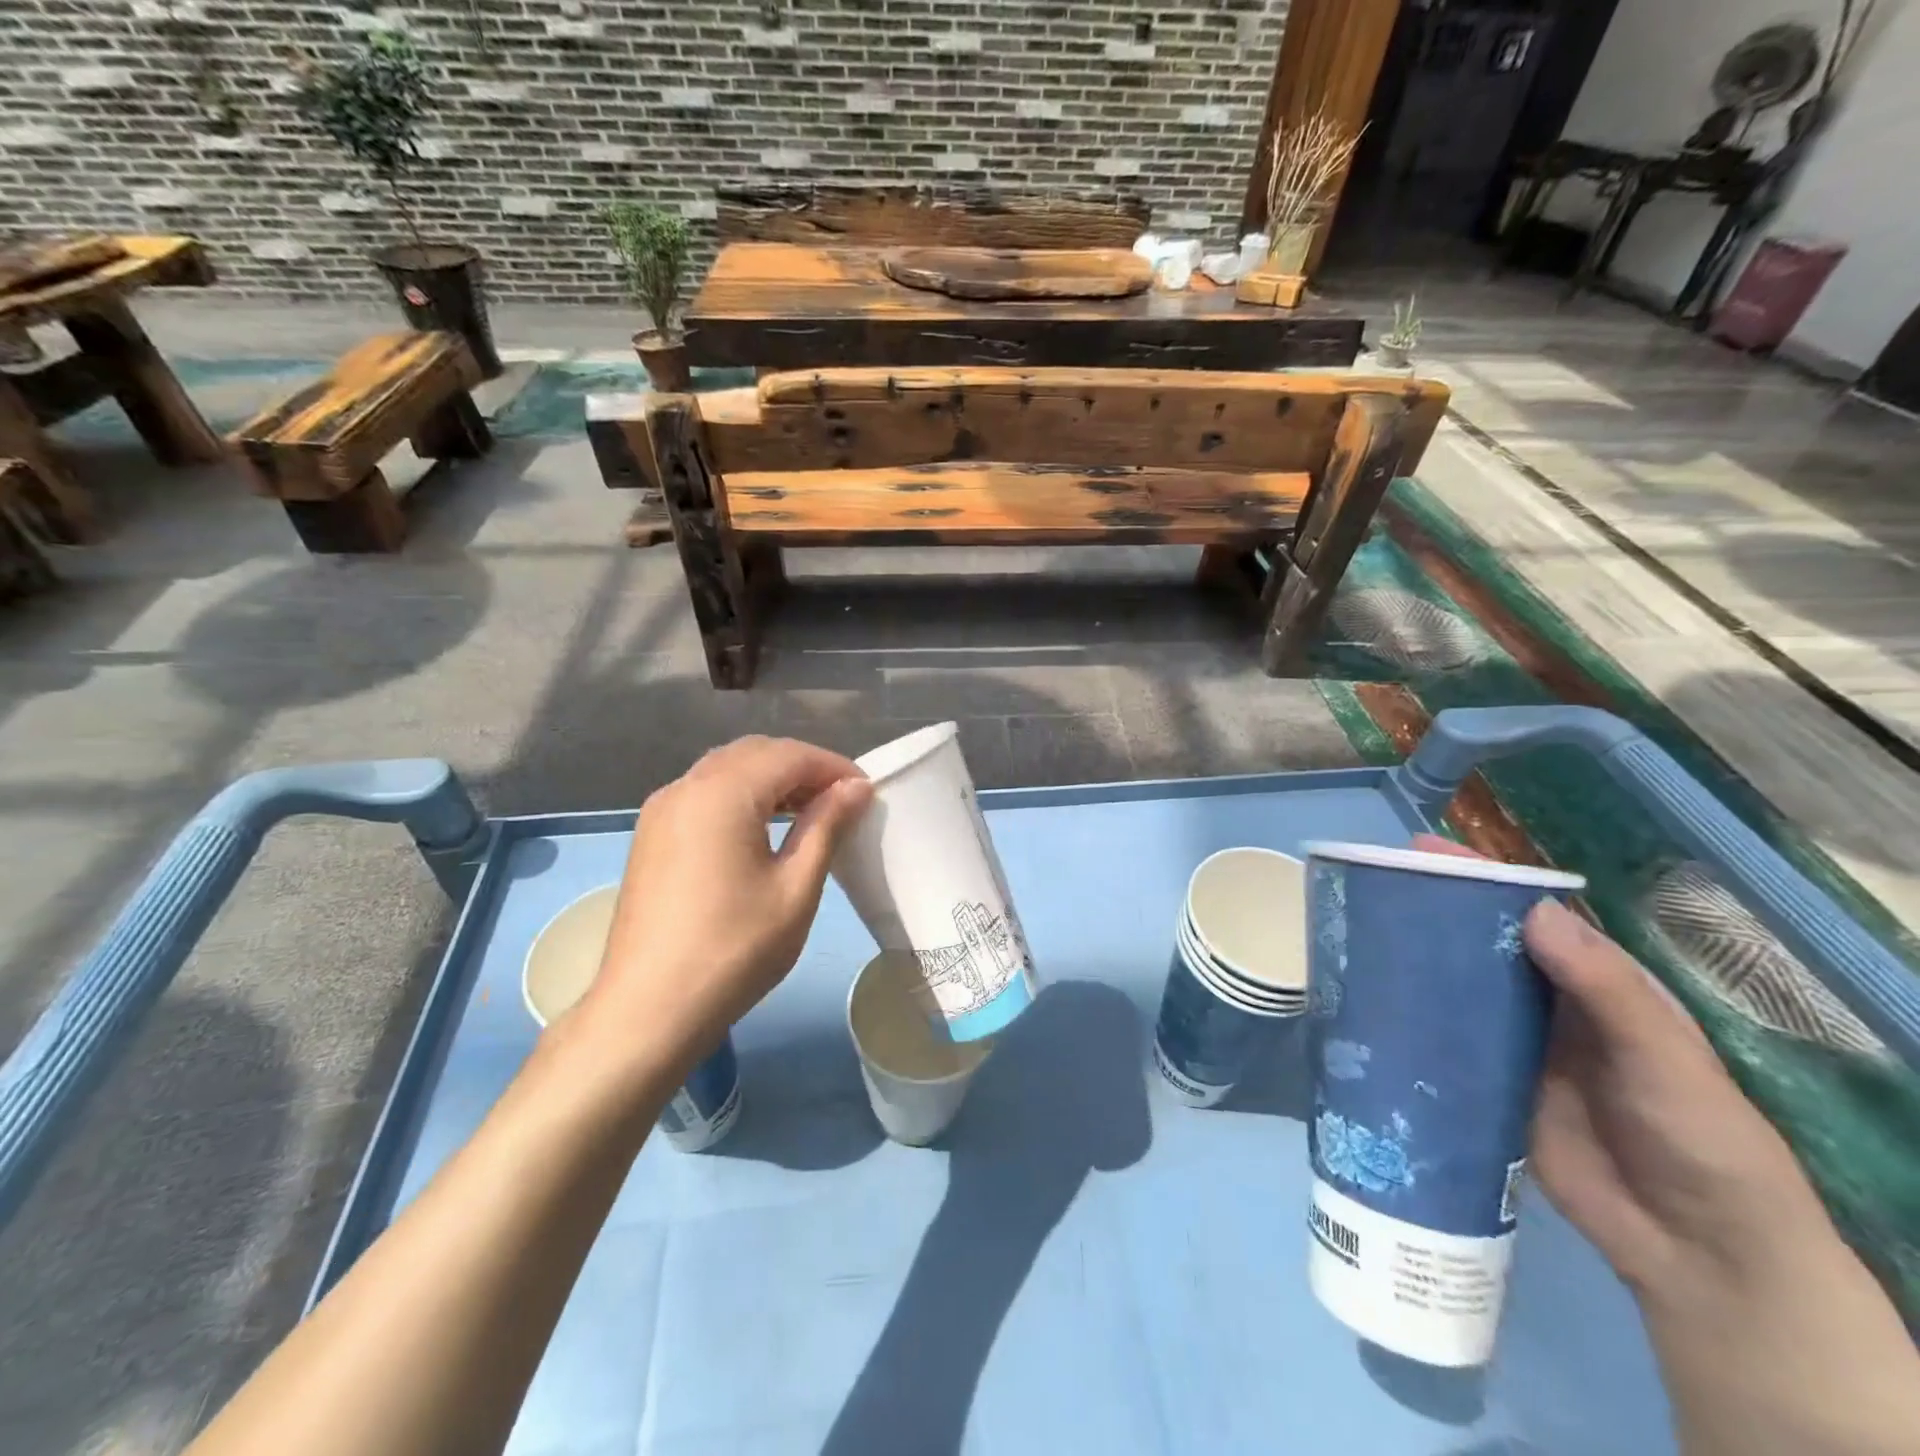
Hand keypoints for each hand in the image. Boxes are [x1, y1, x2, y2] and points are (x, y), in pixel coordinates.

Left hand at [575, 737, 872, 1069]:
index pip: (789, 755)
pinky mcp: (651, 834)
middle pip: (755, 753)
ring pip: (727, 770)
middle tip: (840, 801)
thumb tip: (855, 787)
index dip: (833, 767)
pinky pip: (704, 794)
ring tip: (809, 813)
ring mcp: (662, 810)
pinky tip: (763, 830)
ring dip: (771, 780)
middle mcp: (686, 786)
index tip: (866, 792)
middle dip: (802, 768)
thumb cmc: (734, 949)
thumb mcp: (796, 888)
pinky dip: (741, 796)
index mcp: (722, 793)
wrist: (649, 1010)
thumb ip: (826, 826)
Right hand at [1409, 835, 1817, 1291]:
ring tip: (1353, 933)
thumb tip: (1534, 909)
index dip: (1479, 878)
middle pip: (1480, 943)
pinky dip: (1408, 1019)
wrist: (1697, 1253)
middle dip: (1430, 911)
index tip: (1421, 851)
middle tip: (1368, 887)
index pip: (1529, 914)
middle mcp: (1544, 1002)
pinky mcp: (1484, 1082)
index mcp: (1592, 982)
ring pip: (1453, 987)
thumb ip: (1604, 987)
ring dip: (1412, 960)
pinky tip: (1367, 1003)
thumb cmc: (1701, 1139)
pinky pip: (1442, 1040)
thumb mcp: (1664, 1058)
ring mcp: (1511, 1042)